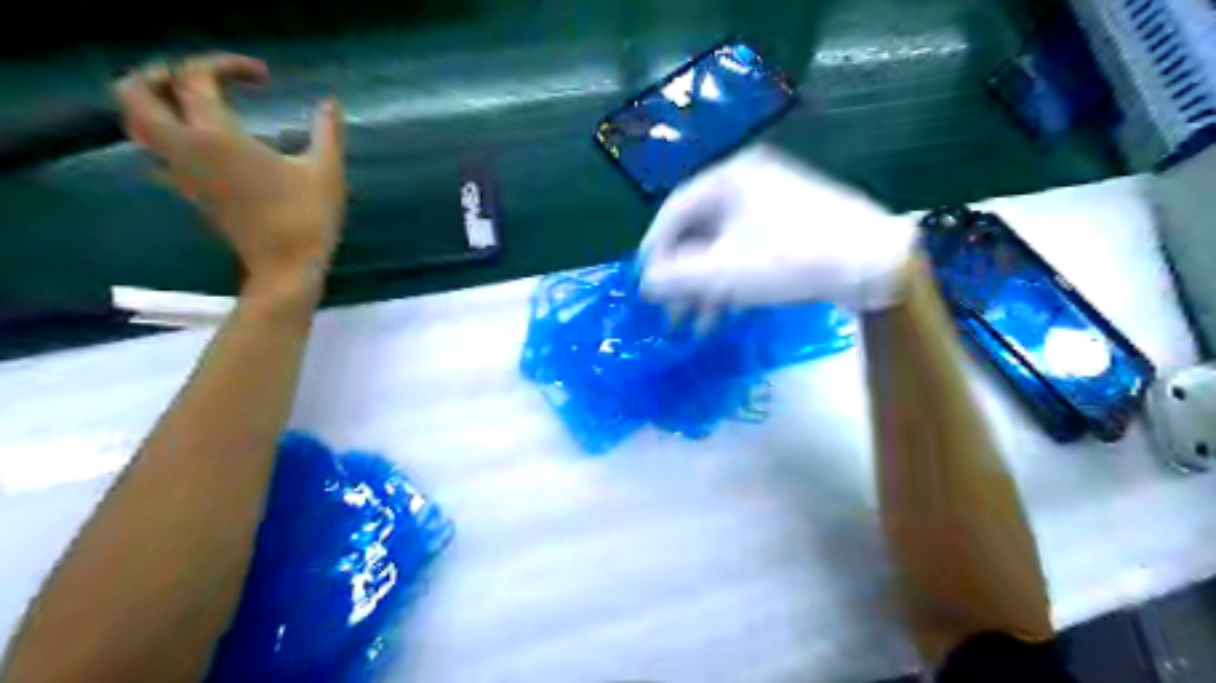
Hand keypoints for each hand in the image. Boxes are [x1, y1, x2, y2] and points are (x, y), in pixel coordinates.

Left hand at [115, 52, 346, 293]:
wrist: (286, 267)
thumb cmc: (308, 217)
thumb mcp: (327, 171)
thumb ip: (327, 132)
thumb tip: (331, 102)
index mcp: (216, 135)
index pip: (195, 76)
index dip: (226, 64)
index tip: (264, 77)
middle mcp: (184, 147)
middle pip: (134, 92)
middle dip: (161, 73)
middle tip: (202, 79)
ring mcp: (180, 171)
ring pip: (136, 123)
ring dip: (155, 102)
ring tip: (196, 104)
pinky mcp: (187, 191)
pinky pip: (155, 150)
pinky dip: (167, 132)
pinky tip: (203, 140)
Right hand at [640, 147, 916, 312]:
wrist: (875, 263)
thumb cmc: (791, 260)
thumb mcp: (723, 273)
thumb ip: (675, 278)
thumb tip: (645, 284)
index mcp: (727, 179)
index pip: (672, 213)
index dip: (653, 253)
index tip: (644, 287)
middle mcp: (746, 181)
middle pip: (696, 231)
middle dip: (681, 277)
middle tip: (670, 312)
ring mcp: (771, 200)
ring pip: (721, 245)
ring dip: (704, 285)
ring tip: (696, 324)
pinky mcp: (789, 222)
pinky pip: (744, 248)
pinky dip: (730, 279)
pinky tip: (724, 311)